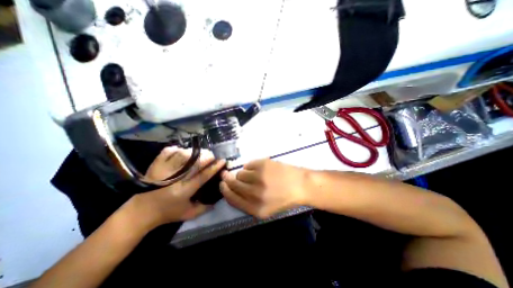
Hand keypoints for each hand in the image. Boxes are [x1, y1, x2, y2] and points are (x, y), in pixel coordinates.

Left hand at [131, 148, 224, 227]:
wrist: (140, 212)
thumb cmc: (167, 213)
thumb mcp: (188, 214)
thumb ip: (204, 208)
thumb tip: (216, 200)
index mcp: (184, 190)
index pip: (203, 175)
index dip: (214, 167)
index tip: (222, 161)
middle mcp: (175, 178)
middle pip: (194, 162)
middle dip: (206, 156)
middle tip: (212, 156)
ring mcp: (164, 170)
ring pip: (183, 155)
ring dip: (194, 152)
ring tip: (199, 153)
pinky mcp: (156, 165)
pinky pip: (168, 152)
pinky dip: (177, 149)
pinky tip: (182, 151)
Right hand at [219, 158, 307, 217]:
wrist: (301, 185)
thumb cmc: (284, 197)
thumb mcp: (266, 209)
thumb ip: (247, 202)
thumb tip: (231, 188)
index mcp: (255, 208)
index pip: (232, 198)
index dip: (225, 190)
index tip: (222, 184)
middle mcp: (255, 194)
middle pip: (233, 184)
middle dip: (228, 179)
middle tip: (226, 174)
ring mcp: (259, 177)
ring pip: (240, 173)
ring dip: (244, 174)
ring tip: (254, 175)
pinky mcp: (263, 165)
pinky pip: (248, 164)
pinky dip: (251, 166)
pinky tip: (261, 169)